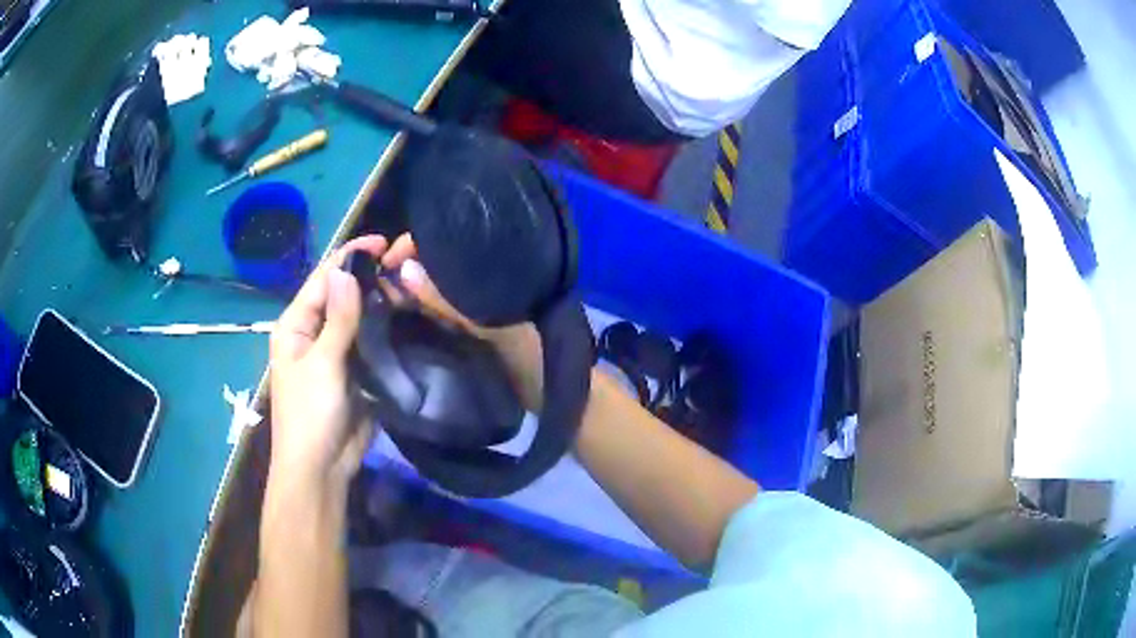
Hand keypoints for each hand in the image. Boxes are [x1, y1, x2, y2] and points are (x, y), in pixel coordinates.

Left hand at [268, 235, 387, 487]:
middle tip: (408, 262)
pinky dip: (387, 328)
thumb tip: (345, 268)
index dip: (350, 256)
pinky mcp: (356, 371)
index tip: (384, 241)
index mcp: (296, 325)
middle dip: (371, 277)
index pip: (323, 279)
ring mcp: (336, 352)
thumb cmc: (310, 414)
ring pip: (360, 317)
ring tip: (415, 284)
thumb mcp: (322, 364)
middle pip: (343, 295)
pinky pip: (372, 342)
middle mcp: (314, 332)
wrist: (322, 467)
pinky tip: (411, 316)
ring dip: (382, 301)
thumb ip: (337, 318)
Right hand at [381, 234, 545, 410]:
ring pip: (429, 293)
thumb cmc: (533, 356)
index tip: (383, 262)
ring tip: (378, 303)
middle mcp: (474, 285)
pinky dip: (414, 317)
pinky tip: (394, 321)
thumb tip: (404, 270)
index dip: (411, 246)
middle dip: (402, 271)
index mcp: (487, 271)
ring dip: (405, 295)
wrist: (557, 398)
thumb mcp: (493, 327)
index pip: (442, 245)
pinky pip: (433, 319)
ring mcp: (468, 311)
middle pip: (430, 268)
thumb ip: (451, 302)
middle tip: (373, 288)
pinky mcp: (464, 335)